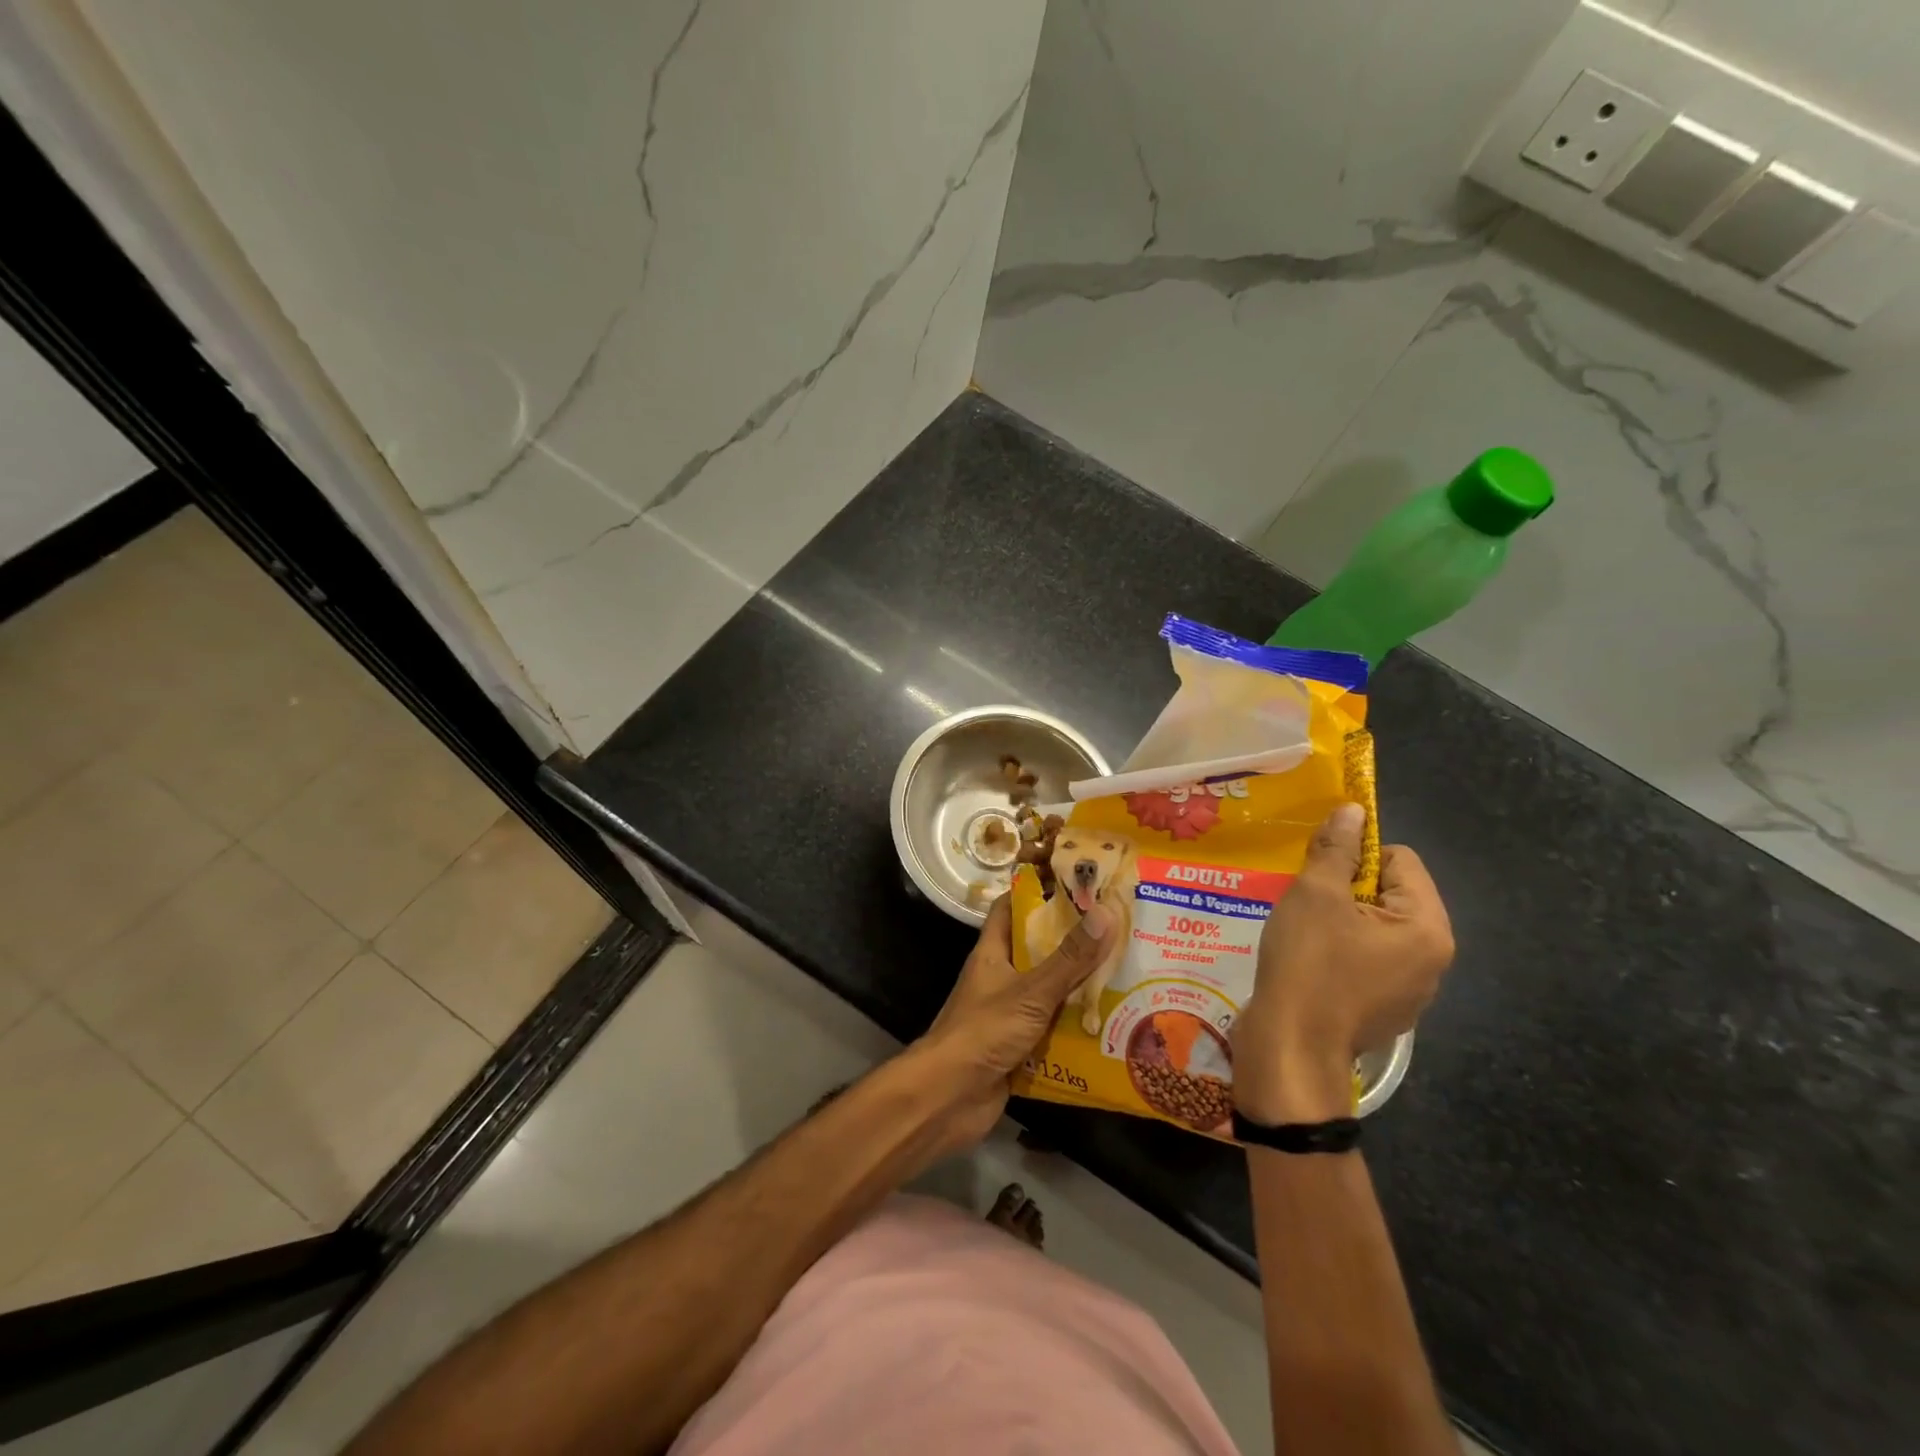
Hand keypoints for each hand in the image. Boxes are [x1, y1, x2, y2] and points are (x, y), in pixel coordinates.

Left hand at [908, 895, 1115, 1154]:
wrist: (949, 1098)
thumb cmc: (983, 1032)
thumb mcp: (1031, 991)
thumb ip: (1069, 958)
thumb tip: (1106, 911)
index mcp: (993, 952)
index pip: (1011, 907)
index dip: (1039, 891)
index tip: (1077, 882)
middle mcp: (1000, 977)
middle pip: (1038, 950)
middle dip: (1074, 942)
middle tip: (1119, 931)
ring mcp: (1009, 1013)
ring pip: (1049, 991)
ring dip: (1080, 987)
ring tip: (1127, 973)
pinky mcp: (1019, 1046)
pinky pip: (1053, 1029)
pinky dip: (1077, 1027)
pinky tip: (1113, 1025)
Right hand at [1231, 803, 1453, 1123]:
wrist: (1291, 1047)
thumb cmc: (1308, 964)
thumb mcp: (1314, 895)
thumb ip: (1337, 849)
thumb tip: (1354, 810)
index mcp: (1427, 927)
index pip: (1400, 860)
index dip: (1356, 856)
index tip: (1319, 875)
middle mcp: (1432, 959)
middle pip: (1391, 894)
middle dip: (1347, 890)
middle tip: (1306, 903)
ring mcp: (1411, 990)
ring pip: (1377, 928)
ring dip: (1341, 920)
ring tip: (1303, 932)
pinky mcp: (1385, 1011)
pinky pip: (1369, 961)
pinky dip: (1341, 952)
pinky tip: (1309, 963)